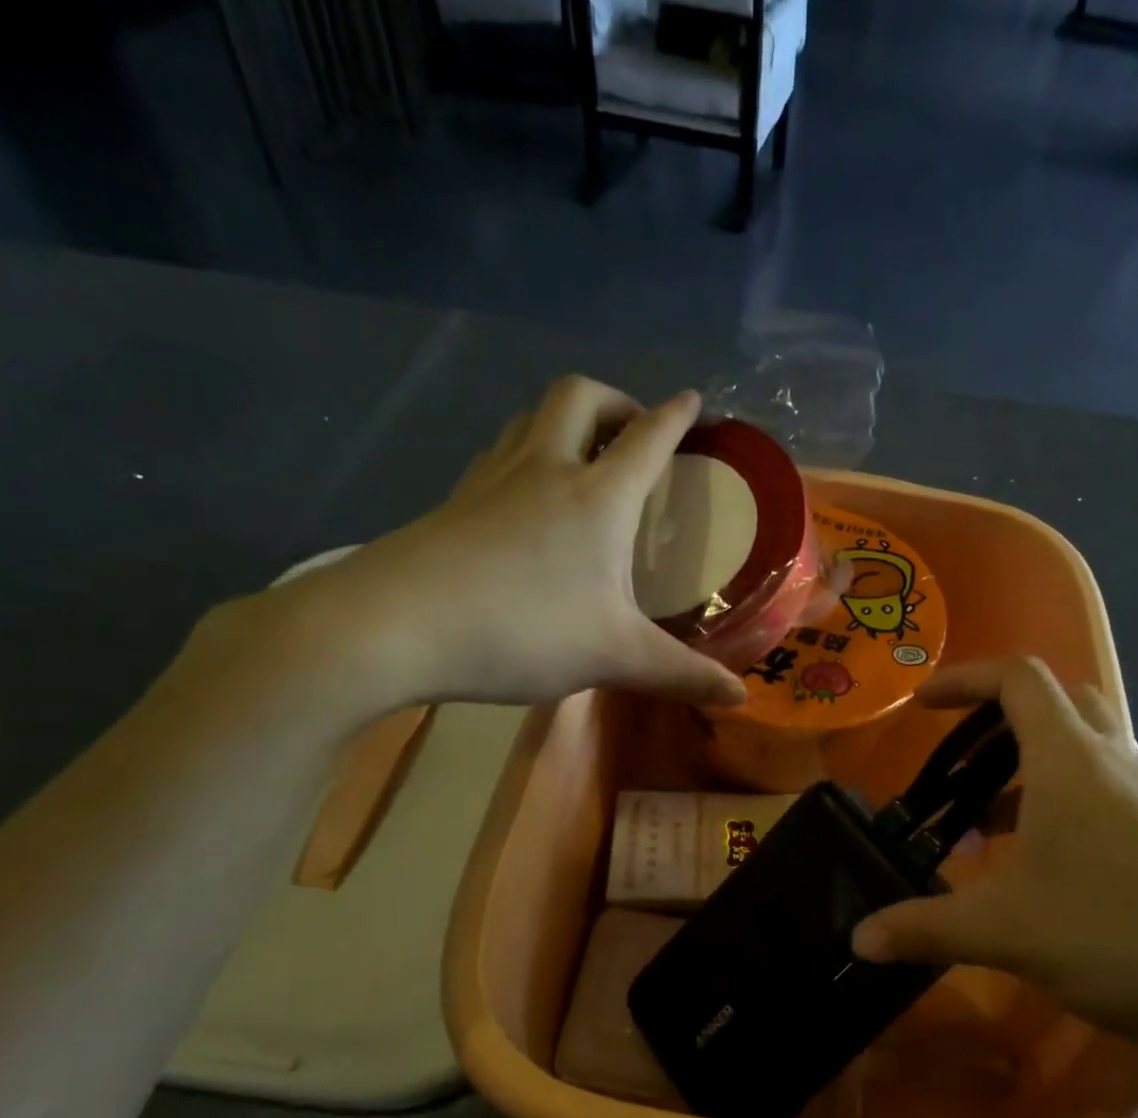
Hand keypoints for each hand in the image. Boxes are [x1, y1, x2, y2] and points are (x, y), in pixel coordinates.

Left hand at [259, 376, 748, 714]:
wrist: (395, 625)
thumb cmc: (522, 629)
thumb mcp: (614, 656)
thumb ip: (681, 675)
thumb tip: (742, 699)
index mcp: (597, 496)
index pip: (648, 438)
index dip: (676, 416)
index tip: (693, 401)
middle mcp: (545, 469)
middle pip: (579, 397)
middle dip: (615, 399)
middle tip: (633, 431)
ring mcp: (491, 479)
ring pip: (529, 417)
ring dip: (564, 420)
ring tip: (581, 456)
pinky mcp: (453, 501)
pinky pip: (498, 454)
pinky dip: (523, 454)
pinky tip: (523, 498)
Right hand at [851, 658, 1137, 1072]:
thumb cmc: (1123, 935)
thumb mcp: (1008, 932)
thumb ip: (926, 928)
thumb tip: (858, 939)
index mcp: (1071, 761)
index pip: (1017, 679)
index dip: (965, 678)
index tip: (923, 705)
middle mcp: (1117, 765)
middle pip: (1058, 704)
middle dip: (999, 722)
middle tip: (962, 765)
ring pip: (1085, 756)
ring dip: (1031, 774)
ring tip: (990, 832)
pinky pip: (1109, 798)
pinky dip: (1066, 811)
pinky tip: (1048, 874)